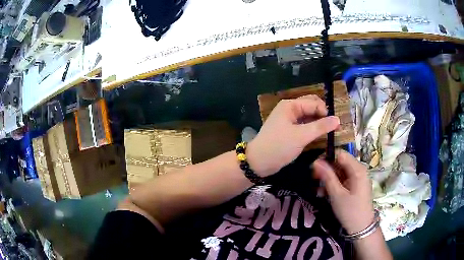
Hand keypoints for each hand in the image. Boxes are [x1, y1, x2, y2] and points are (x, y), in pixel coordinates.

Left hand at [247, 95, 339, 176]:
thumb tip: (337, 119)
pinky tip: (321, 136)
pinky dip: (313, 130)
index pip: (314, 103)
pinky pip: (305, 126)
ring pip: (309, 117)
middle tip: (335, 127)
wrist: (259, 162)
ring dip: (319, 123)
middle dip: (324, 115)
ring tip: (332, 132)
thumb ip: (320, 127)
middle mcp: (290, 109)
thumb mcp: (301, 136)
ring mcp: (289, 120)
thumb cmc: (279, 146)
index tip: (337, 125)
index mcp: (290, 105)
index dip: (326, 112)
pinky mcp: (290, 131)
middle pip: (312, 107)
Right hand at [313, 150, 374, 233]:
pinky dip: (333, 185)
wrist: (361, 227)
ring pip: (340, 172)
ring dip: (328, 179)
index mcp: (357, 169)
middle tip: (314, 180)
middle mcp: (359, 170)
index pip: (340, 154)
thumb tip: (316, 161)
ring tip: (318, 191)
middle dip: (326, 170)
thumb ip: (327, 177)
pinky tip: (324, 194)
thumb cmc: (350, 211)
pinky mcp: (355, 185)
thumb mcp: (337, 195)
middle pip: (339, 162)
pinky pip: (342, 180)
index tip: (314, 168)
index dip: (326, 158)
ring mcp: (357, 178)